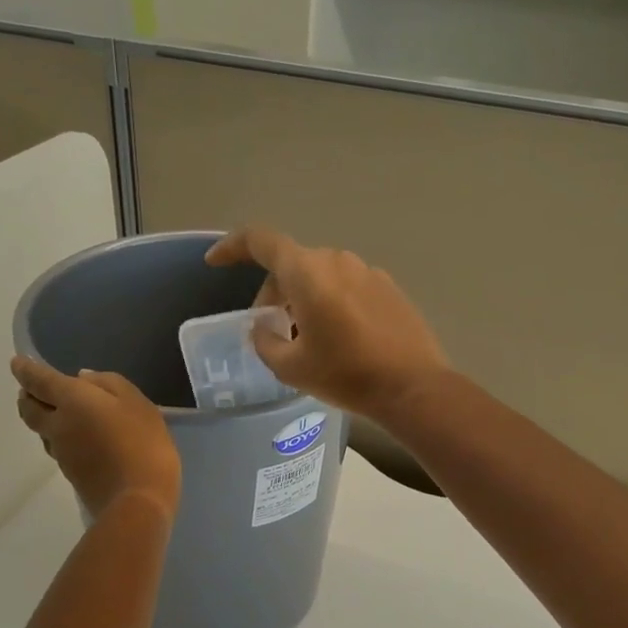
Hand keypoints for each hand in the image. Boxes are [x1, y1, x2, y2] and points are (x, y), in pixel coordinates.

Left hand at [12, 357, 180, 520]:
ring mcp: (61, 453)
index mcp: (71, 400)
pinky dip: (61, 438)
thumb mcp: (138, 403)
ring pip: (42, 430)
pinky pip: (58, 448)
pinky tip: (81, 439)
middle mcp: (57, 425)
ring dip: (43, 419)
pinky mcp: (70, 474)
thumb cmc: (143, 443)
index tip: (17, 363)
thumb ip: (110, 384)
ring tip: (59, 414)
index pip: (38, 380)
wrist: (138, 500)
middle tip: (32, 390)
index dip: (25, 370)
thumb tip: (83, 379)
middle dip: (27, 396)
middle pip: (29, 409)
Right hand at [205, 228, 449, 421]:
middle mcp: (337, 260)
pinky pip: (348, 286)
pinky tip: (339, 337)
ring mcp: (368, 271)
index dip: (232, 247)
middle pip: (292, 263)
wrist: (412, 387)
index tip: (216, 263)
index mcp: (307, 272)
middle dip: (273, 291)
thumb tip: (263, 327)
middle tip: (270, 328)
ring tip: (305, 337)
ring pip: (321, 275)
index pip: (260, 241)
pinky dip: (332, 302)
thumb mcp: (291, 367)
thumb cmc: (346, 375)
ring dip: (304, 298)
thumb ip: (265, 341)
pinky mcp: (389, 288)